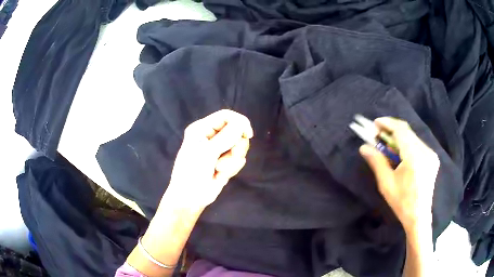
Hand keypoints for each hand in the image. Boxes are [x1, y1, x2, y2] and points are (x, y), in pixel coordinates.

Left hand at [165, 109, 253, 209]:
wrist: (190, 198)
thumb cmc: (192, 172)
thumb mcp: (207, 153)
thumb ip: (226, 137)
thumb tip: (242, 124)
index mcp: (202, 128)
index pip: (226, 116)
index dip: (240, 122)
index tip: (248, 135)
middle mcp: (211, 136)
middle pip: (236, 131)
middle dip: (235, 146)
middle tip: (228, 156)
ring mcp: (219, 150)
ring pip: (239, 147)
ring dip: (232, 160)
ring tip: (218, 169)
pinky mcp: (225, 162)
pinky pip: (238, 160)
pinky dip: (232, 168)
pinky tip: (219, 176)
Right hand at [359, 117, 438, 232]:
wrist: (419, 216)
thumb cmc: (401, 202)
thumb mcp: (386, 184)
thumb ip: (377, 161)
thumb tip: (363, 147)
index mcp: (414, 158)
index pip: (401, 131)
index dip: (387, 123)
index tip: (375, 124)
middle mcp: (426, 151)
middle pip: (407, 132)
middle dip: (391, 130)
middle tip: (378, 134)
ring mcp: (431, 154)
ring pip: (412, 137)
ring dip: (398, 138)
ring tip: (387, 147)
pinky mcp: (432, 158)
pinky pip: (417, 144)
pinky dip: (406, 145)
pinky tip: (400, 155)